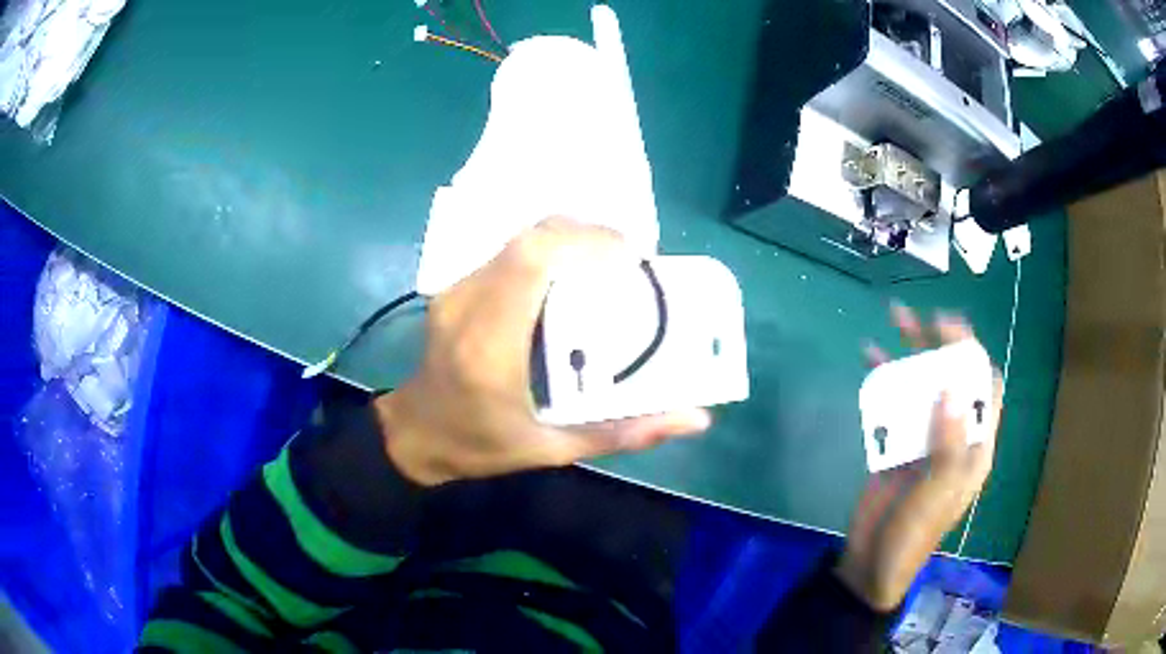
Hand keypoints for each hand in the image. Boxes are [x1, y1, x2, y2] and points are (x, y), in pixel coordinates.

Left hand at [374, 218, 711, 485]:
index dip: (587, 241)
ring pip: (518, 237)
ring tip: (606, 262)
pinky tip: (570, 274)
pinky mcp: (455, 286)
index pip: (533, 260)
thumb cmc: (480, 445)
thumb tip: (695, 419)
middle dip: (588, 234)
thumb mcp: (554, 449)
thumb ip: (625, 433)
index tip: (633, 258)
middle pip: (529, 237)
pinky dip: (546, 250)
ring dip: (568, 238)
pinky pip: (507, 251)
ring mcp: (455, 289)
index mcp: (489, 344)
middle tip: (629, 259)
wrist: (415, 434)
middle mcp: (468, 303)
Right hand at [835, 304, 1003, 611]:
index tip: (954, 334)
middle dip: (942, 346)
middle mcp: (954, 436)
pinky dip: (884, 380)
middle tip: (925, 318)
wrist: (870, 564)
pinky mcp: (897, 444)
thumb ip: (949, 446)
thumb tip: (951, 390)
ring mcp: (924, 438)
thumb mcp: (936, 495)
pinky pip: (894, 405)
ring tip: (895, 319)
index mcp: (975, 448)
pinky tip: (870, 358)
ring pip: (923, 386)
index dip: (975, 359)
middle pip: (953, 380)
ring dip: (911, 354)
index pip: (987, 391)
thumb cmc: (913, 534)